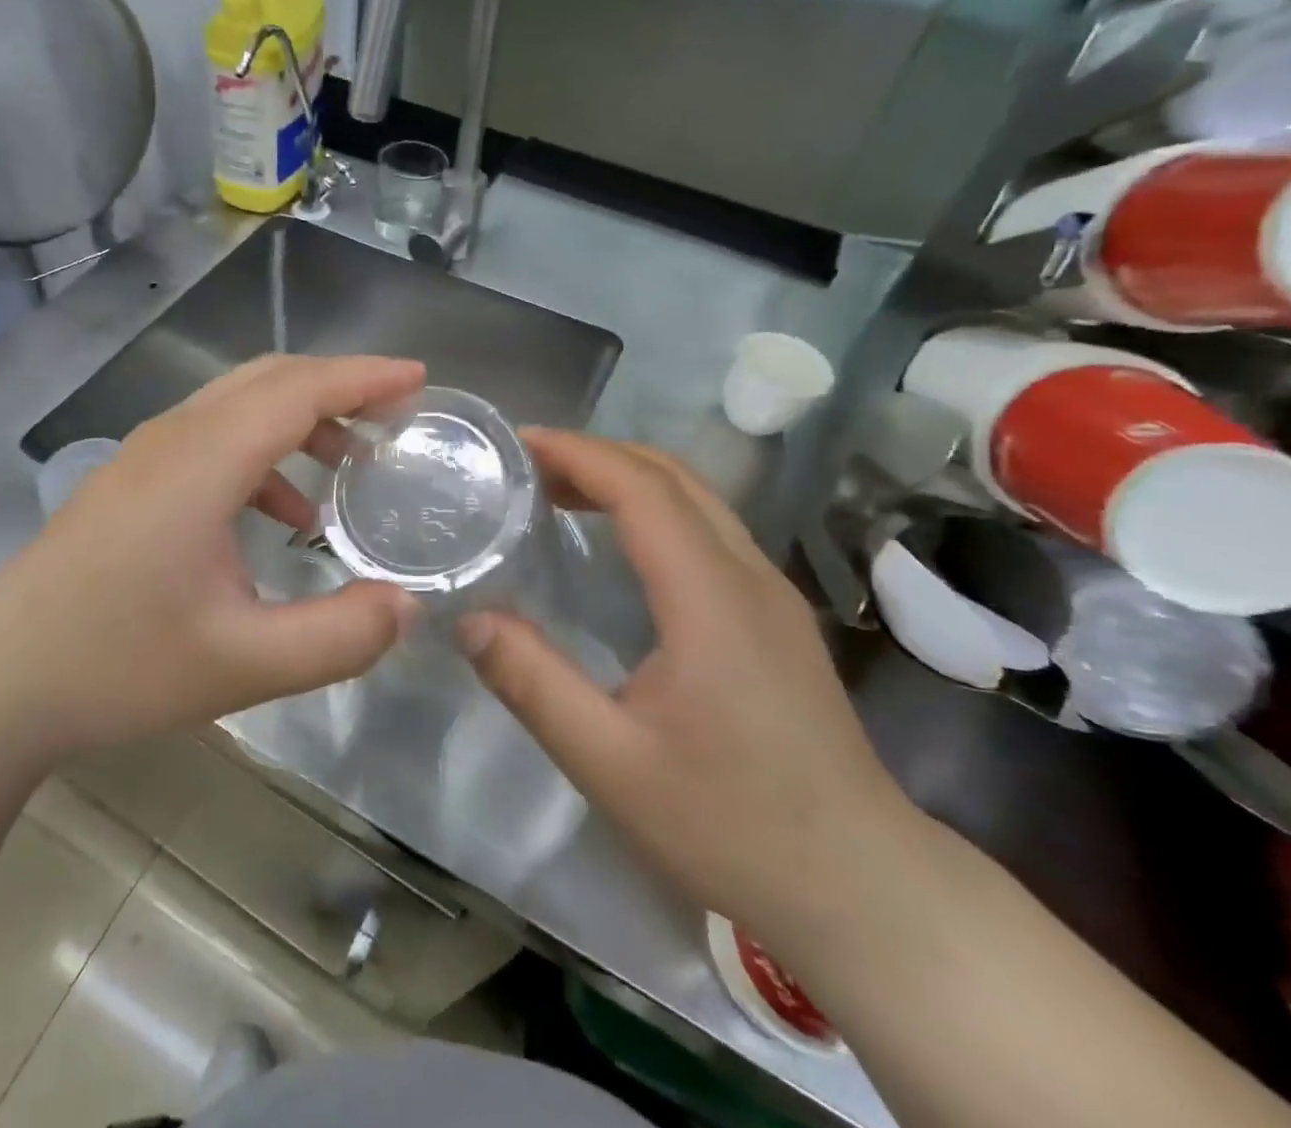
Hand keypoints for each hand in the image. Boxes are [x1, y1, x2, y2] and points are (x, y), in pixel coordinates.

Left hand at [0, 355, 424, 760]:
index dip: (364, 377)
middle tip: (395, 416)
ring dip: (300, 420)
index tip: (419, 379)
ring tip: (350, 466)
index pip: (299, 389)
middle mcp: (174, 438)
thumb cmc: (116, 665)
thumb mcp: (244, 664)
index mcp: (204, 460)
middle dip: (339, 387)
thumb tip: (407, 606)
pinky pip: (212, 438)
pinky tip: (281, 512)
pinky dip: (262, 453)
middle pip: (269, 380)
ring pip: (238, 405)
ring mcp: (145, 455)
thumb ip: (339, 637)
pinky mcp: (130, 480)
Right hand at [455, 430, 913, 943]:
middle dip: (597, 454)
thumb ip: (534, 685)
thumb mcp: (611, 764)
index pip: (642, 490)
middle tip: (527, 465)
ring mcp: (770, 595)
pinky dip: (652, 508)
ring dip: (626, 477)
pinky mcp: (775, 619)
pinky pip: (707, 530)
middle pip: (673, 477)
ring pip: (696, 499)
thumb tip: (469, 620)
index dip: (578, 454)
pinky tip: (616, 544)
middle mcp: (748, 577)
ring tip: (559, 491)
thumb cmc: (733, 826)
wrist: (864, 890)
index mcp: (711, 597)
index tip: (519, 443)